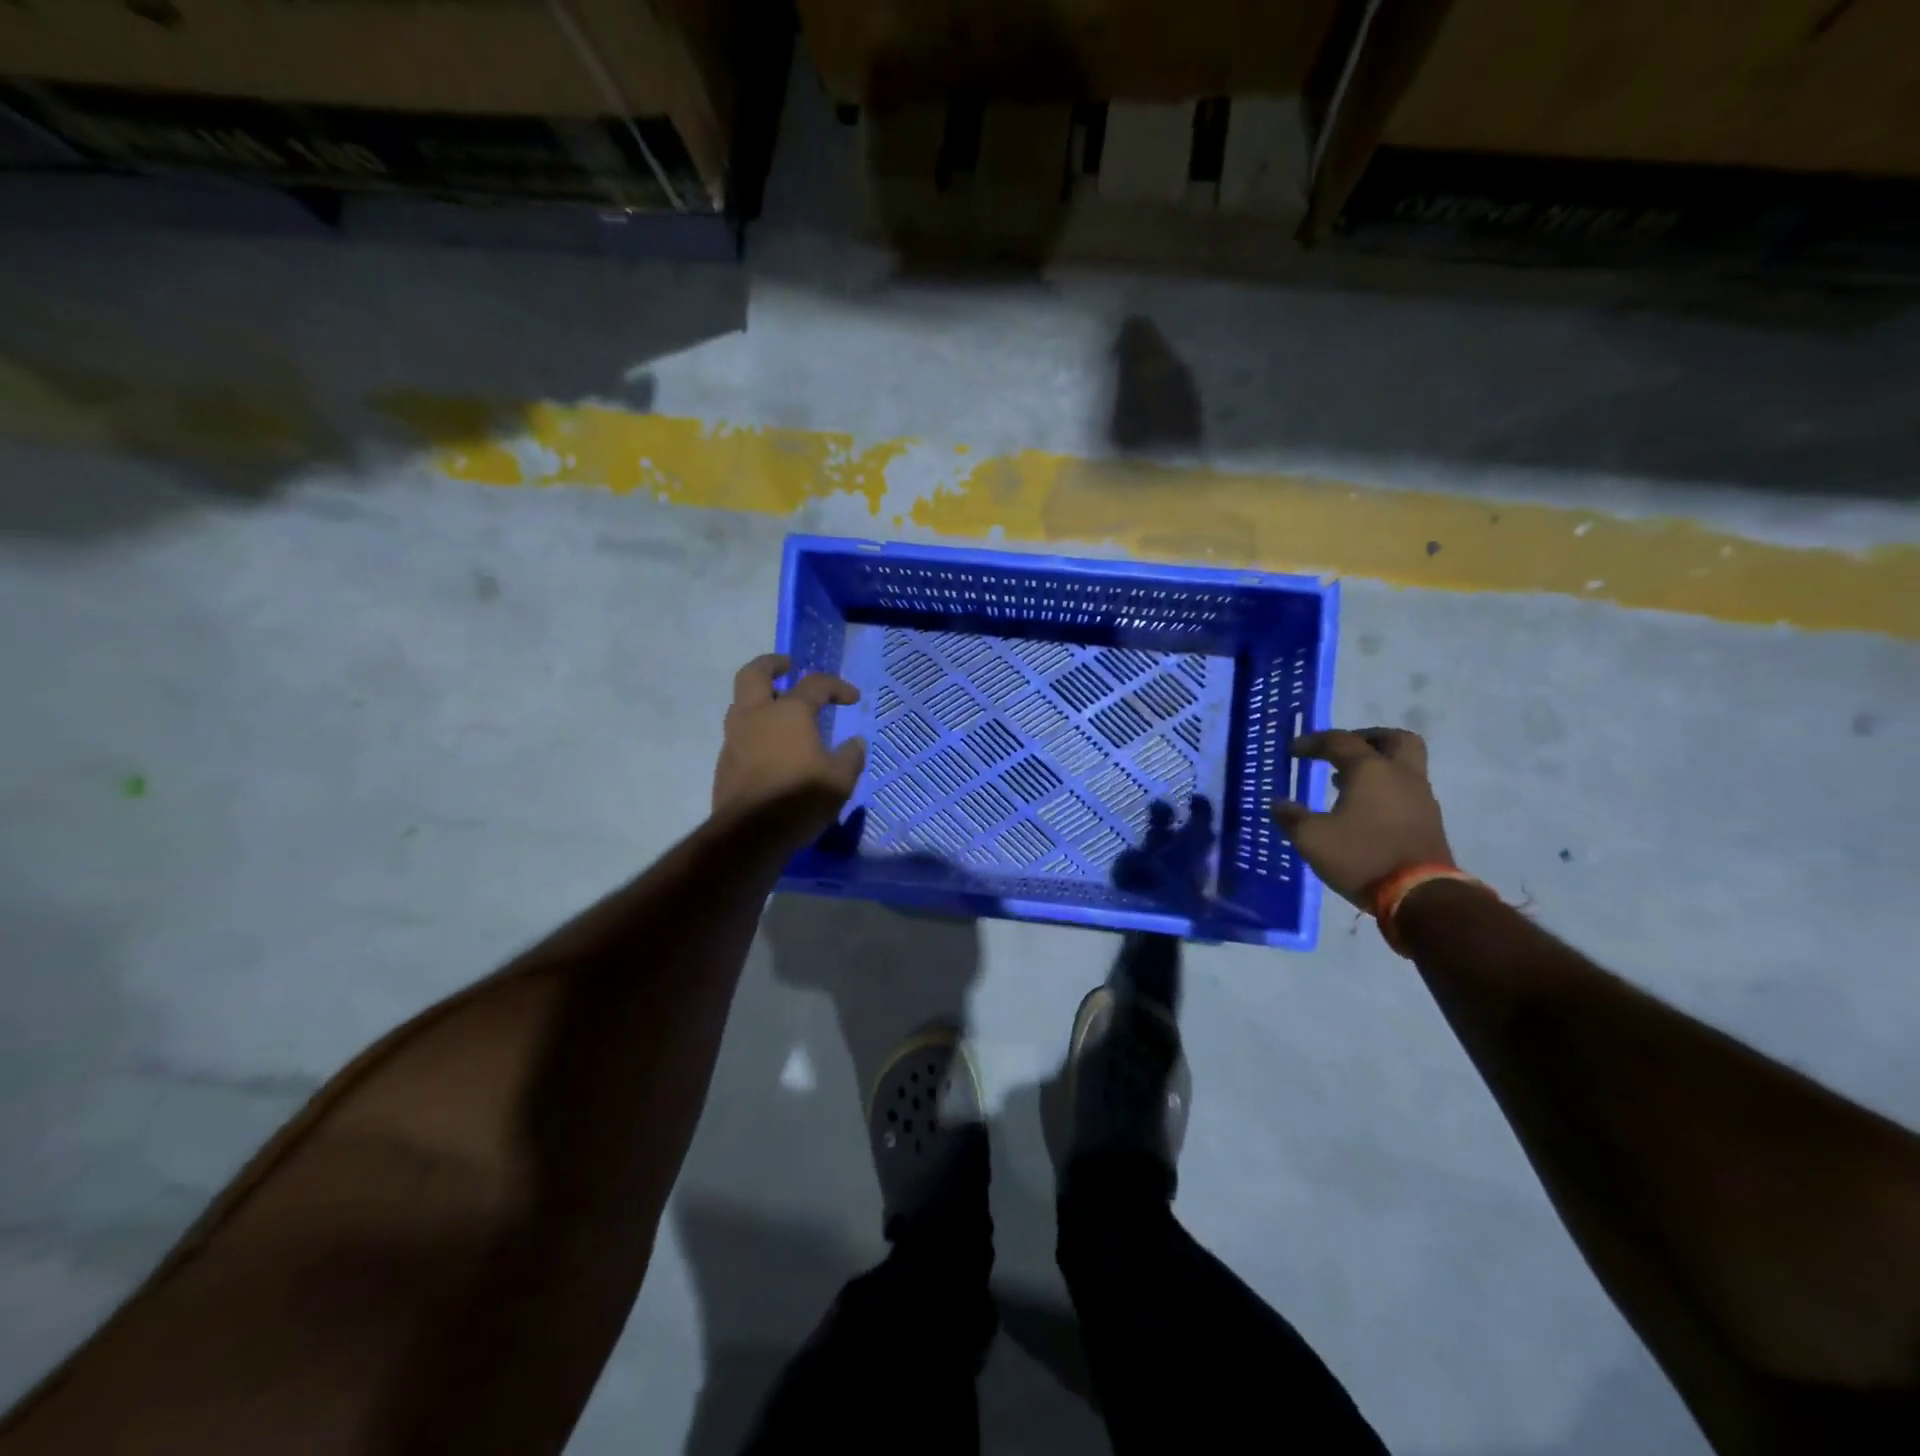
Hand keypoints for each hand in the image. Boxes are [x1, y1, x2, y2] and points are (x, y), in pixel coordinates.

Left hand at [713, 654, 866, 839]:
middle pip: (754, 674)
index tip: (852, 698)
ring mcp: (735, 738)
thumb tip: (854, 743)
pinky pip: (739, 733)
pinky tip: (771, 748)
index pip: (815, 684)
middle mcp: (756, 716)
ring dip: (759, 699)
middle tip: (788, 666)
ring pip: (741, 703)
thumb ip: (850, 756)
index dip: (837, 687)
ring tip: (779, 710)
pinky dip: (755, 730)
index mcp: (788, 712)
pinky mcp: (725, 762)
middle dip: (772, 665)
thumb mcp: (840, 780)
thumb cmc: (800, 799)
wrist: (751, 834)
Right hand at [1270, 728, 1453, 908]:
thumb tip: (1278, 804)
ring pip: (1404, 766)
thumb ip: (1292, 818)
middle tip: (1342, 750)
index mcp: (1370, 770)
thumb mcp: (1312, 839)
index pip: (1340, 741)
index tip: (1293, 751)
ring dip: (1377, 767)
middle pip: (1393, 739)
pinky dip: (1386, 789)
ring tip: (1345, 783)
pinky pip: (1406, 791)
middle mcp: (1401, 775)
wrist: (1421, 896)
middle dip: (1366, 738)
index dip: (1313, 742)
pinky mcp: (1429, 822)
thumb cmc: (1362, 856)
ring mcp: (1421, 798)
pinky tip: (1364, 810)